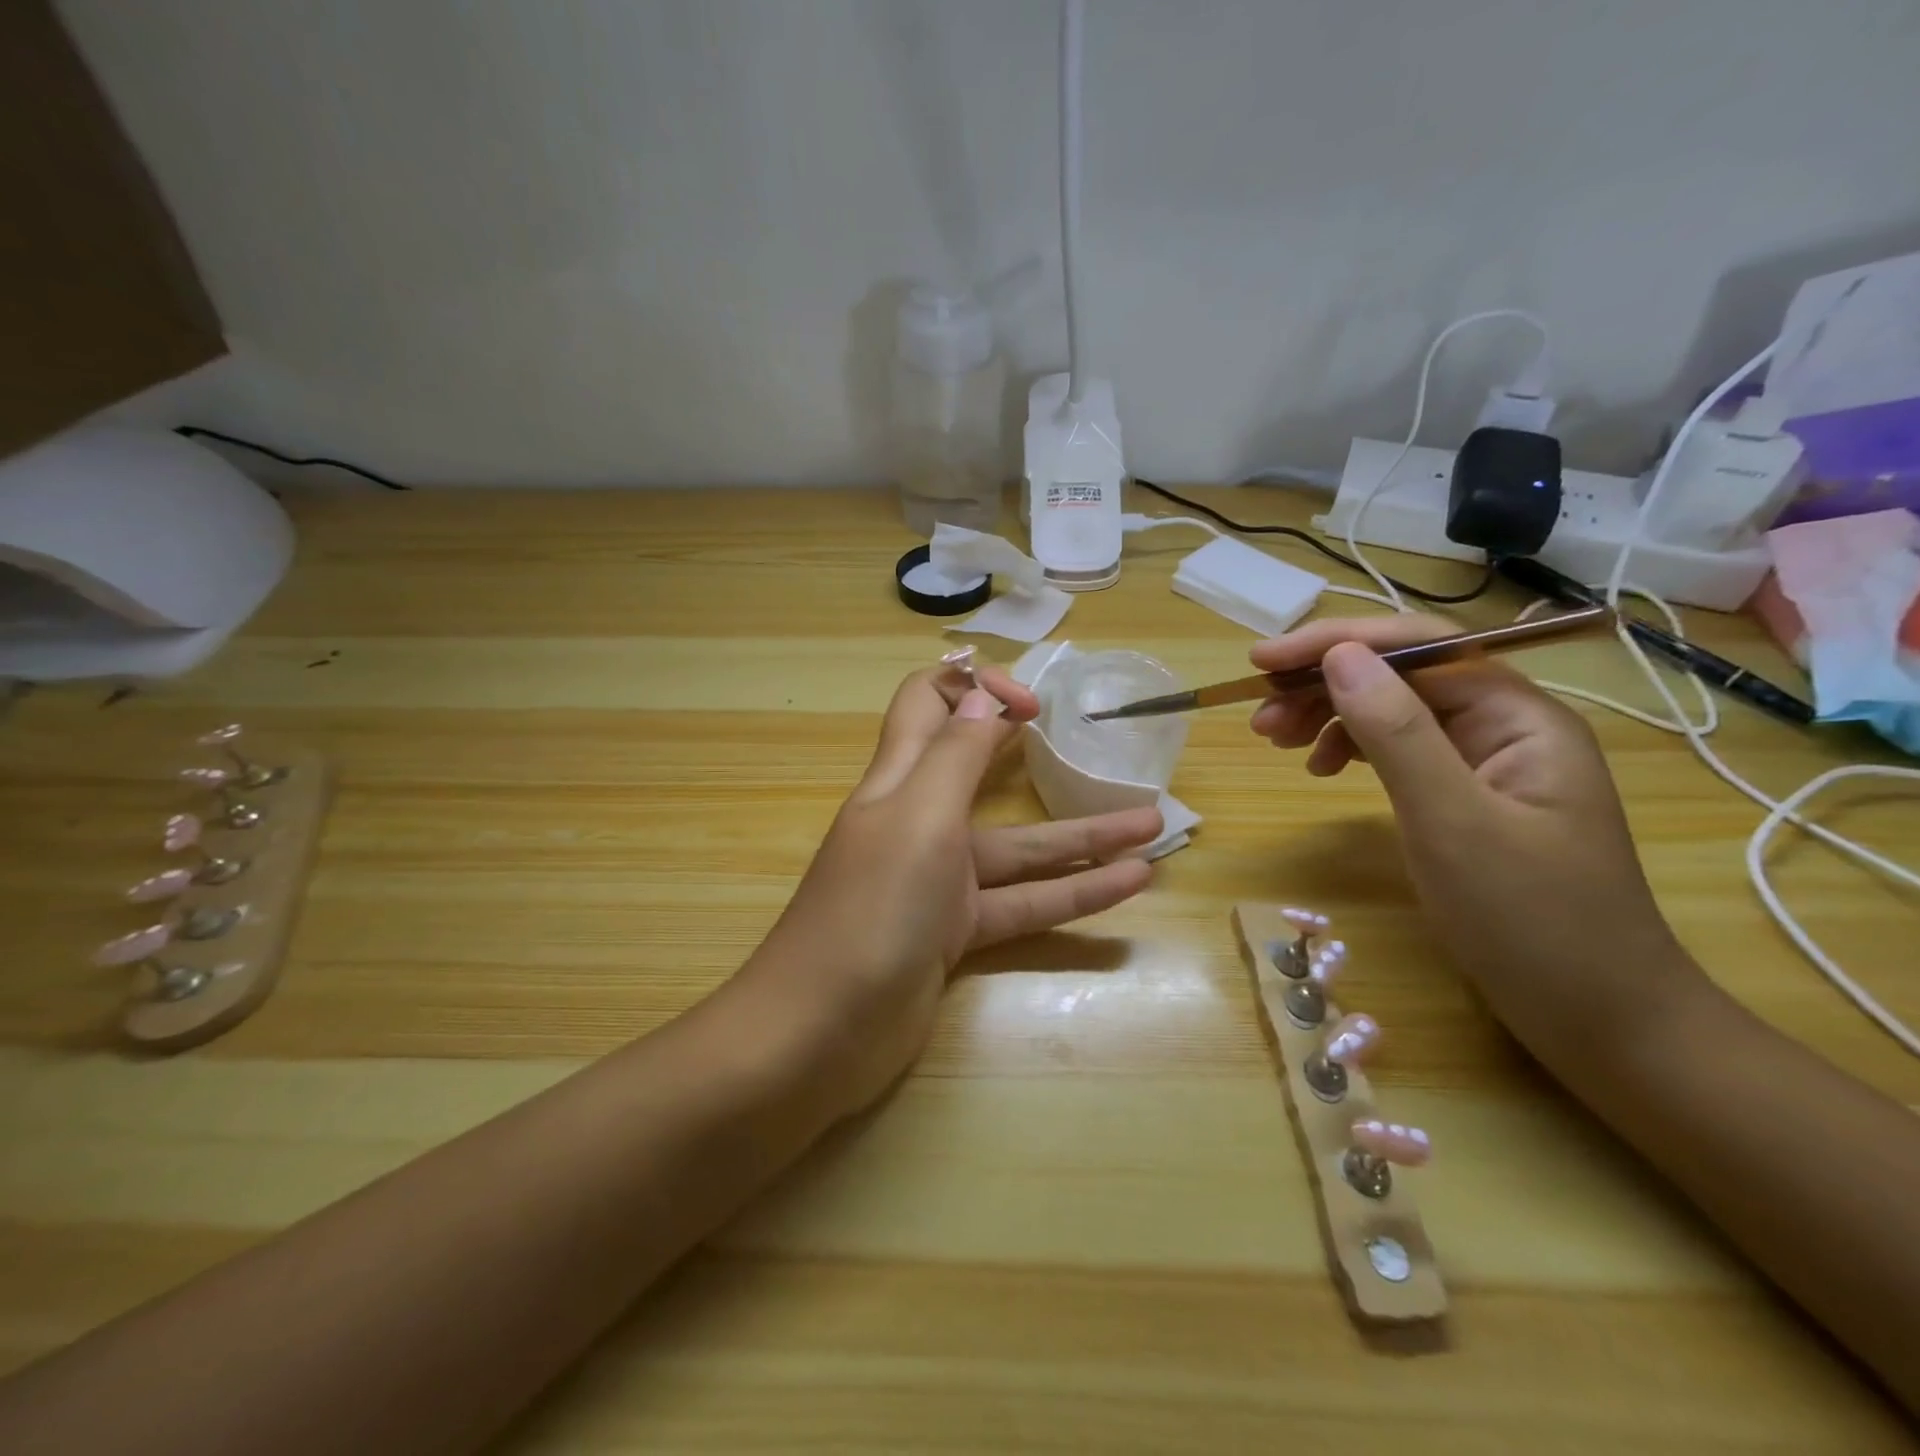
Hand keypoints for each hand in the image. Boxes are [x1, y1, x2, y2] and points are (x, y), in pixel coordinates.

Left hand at [749, 659, 1161, 1116]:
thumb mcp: (918, 818)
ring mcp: (939, 880)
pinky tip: (1130, 885)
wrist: (822, 1031)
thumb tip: (981, 693)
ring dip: (1083, 837)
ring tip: (1154, 825)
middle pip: (977, 769)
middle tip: (1087, 735)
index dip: (974, 688)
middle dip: (1029, 747)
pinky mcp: (956, 933)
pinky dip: (1074, 894)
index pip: (926, 705)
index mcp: (898, 780)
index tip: (1032, 704)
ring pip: (1019, 847)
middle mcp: (918, 820)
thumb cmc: (872, 908)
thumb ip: (954, 754)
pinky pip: (1023, 903)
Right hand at [1248, 615, 1706, 1061]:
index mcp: (1520, 717)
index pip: (1421, 647)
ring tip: (1274, 740)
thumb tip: (1339, 657)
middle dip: (1323, 684)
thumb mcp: (1452, 823)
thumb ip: (1395, 734)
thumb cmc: (1532, 923)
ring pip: (1394, 711)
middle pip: (1402, 676)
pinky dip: (1351, 749)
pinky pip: (1398, 750)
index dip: (1337, 642)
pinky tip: (1321, 768)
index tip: (1263, 662)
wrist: (1601, 1020)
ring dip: (1329, 715)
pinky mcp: (1466, 796)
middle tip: (1257, 716)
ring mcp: (1486, 762)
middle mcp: (1505, 726)